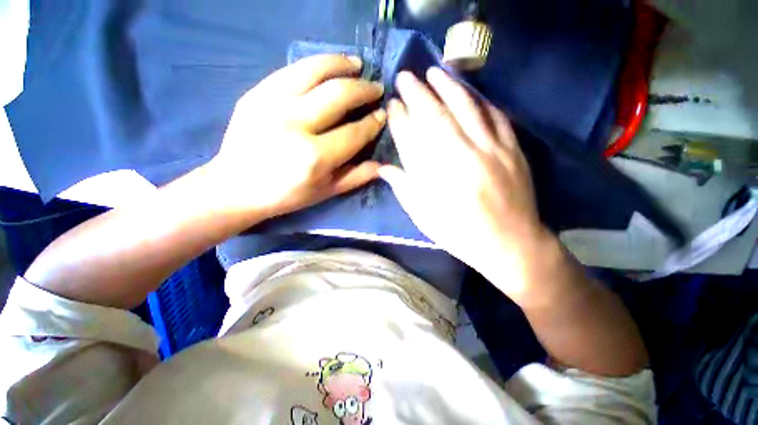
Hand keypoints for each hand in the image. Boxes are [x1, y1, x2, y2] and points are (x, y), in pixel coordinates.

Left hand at [207, 54, 385, 219]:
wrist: (236, 187)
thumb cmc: (287, 195)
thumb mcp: (326, 192)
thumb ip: (356, 177)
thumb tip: (382, 164)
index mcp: (314, 157)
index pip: (354, 132)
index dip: (372, 122)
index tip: (382, 114)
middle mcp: (295, 125)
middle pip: (338, 95)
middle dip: (363, 89)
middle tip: (376, 87)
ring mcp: (272, 104)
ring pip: (314, 71)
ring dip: (341, 64)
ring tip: (357, 64)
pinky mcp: (256, 93)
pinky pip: (291, 70)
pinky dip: (315, 64)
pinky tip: (328, 65)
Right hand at [381, 68, 549, 298]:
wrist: (510, 244)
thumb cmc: (460, 234)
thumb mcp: (423, 218)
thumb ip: (403, 189)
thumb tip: (384, 168)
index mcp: (434, 178)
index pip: (411, 138)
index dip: (399, 118)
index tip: (392, 104)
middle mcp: (459, 158)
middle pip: (434, 116)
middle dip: (416, 93)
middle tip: (405, 76)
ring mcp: (490, 150)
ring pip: (466, 107)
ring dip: (448, 85)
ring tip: (434, 71)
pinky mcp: (512, 149)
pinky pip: (496, 116)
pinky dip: (481, 100)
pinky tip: (470, 92)